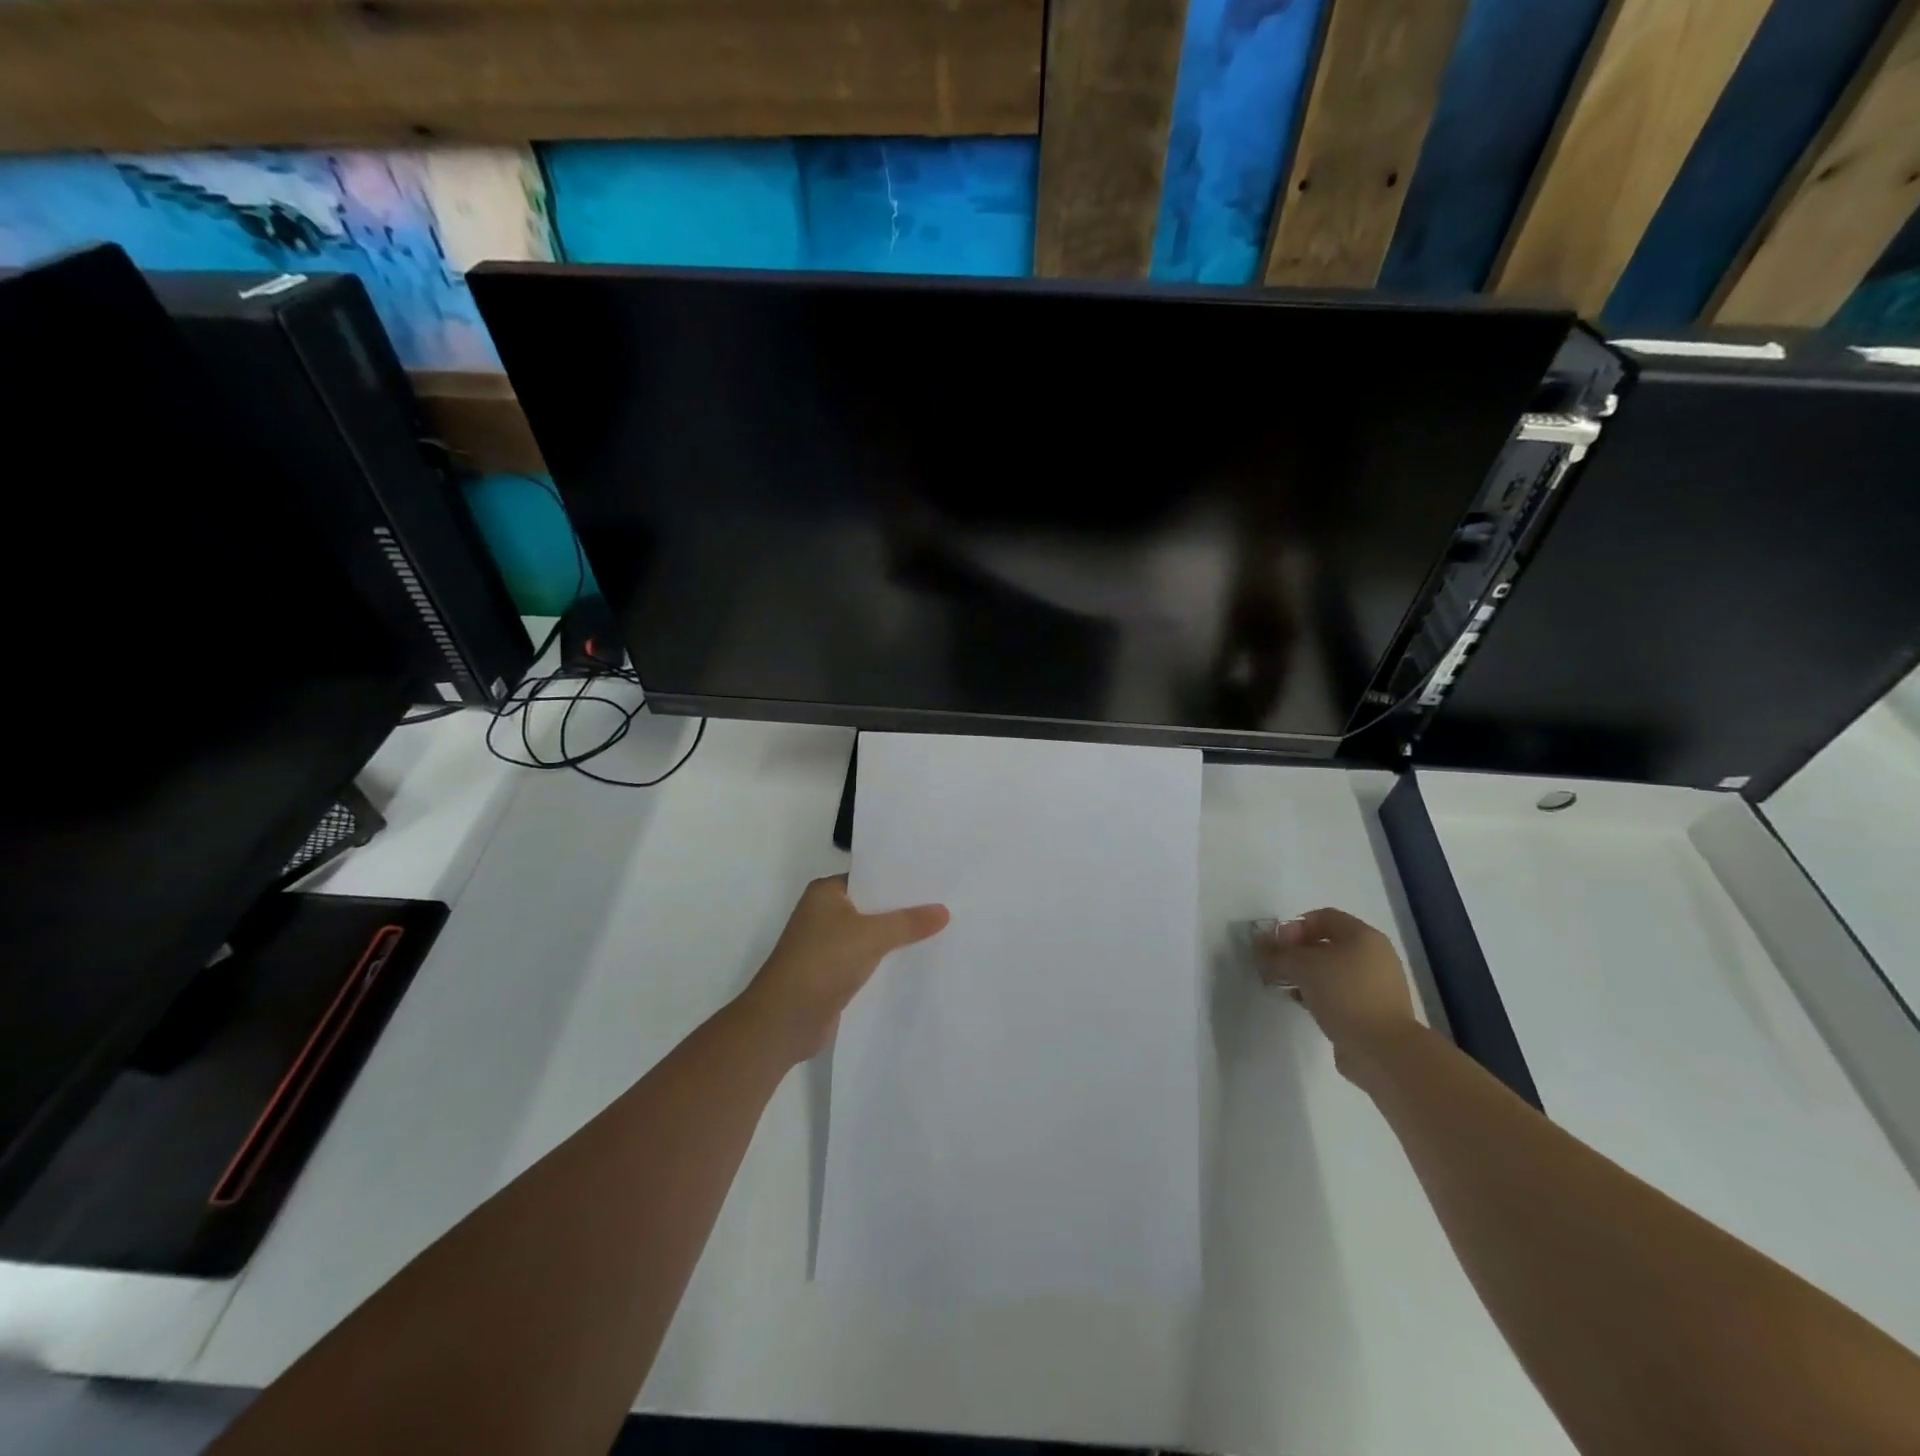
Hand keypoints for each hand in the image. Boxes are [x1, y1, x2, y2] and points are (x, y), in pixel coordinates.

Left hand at [742, 875, 948, 1062]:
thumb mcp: (871, 935)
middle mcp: (824, 914)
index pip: (869, 876)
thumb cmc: (822, 962)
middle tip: (945, 903)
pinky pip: (867, 959)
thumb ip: (908, 922)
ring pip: (870, 934)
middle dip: (903, 908)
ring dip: (896, 937)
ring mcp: (827, 945)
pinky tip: (916, 961)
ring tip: (940, 931)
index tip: (934, 878)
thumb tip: (944, 911)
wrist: (784, 1020)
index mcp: (825, 892)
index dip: (899, 878)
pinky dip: (887, 960)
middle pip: (872, 905)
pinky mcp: (832, 974)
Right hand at [1256, 907, 1417, 1076]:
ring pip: (1333, 970)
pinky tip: (1303, 1004)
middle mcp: (1375, 956)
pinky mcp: (1374, 1010)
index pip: (1323, 917)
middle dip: (1297, 952)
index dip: (1294, 926)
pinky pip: (1341, 993)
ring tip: (1286, 987)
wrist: (1382, 1050)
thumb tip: (1258, 943)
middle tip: (1277, 966)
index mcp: (1363, 936)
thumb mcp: (1302, 967)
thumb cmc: (1344, 994)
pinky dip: (1320, 994)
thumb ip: (1277, 953)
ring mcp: (1377, 985)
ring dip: (1307, 975)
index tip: (1275, 945)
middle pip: (1328, 943)